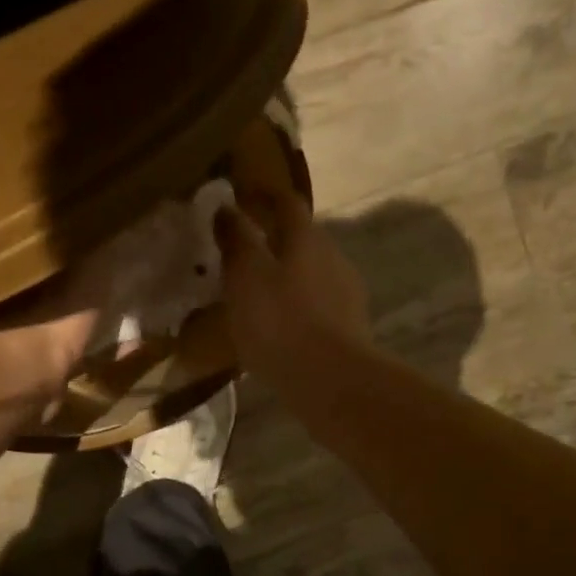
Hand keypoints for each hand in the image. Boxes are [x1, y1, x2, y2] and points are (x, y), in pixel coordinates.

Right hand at [214, 179, 370, 390]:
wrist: (330, 380)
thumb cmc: (280, 322)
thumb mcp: (245, 276)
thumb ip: (236, 240)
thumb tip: (226, 208)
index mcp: (306, 238)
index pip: (286, 202)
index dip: (262, 195)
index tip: (240, 198)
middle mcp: (332, 256)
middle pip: (302, 237)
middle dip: (273, 238)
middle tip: (242, 250)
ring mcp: (346, 293)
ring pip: (310, 272)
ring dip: (285, 275)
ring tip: (256, 293)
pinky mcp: (349, 327)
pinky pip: (316, 305)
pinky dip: (296, 306)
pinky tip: (279, 326)